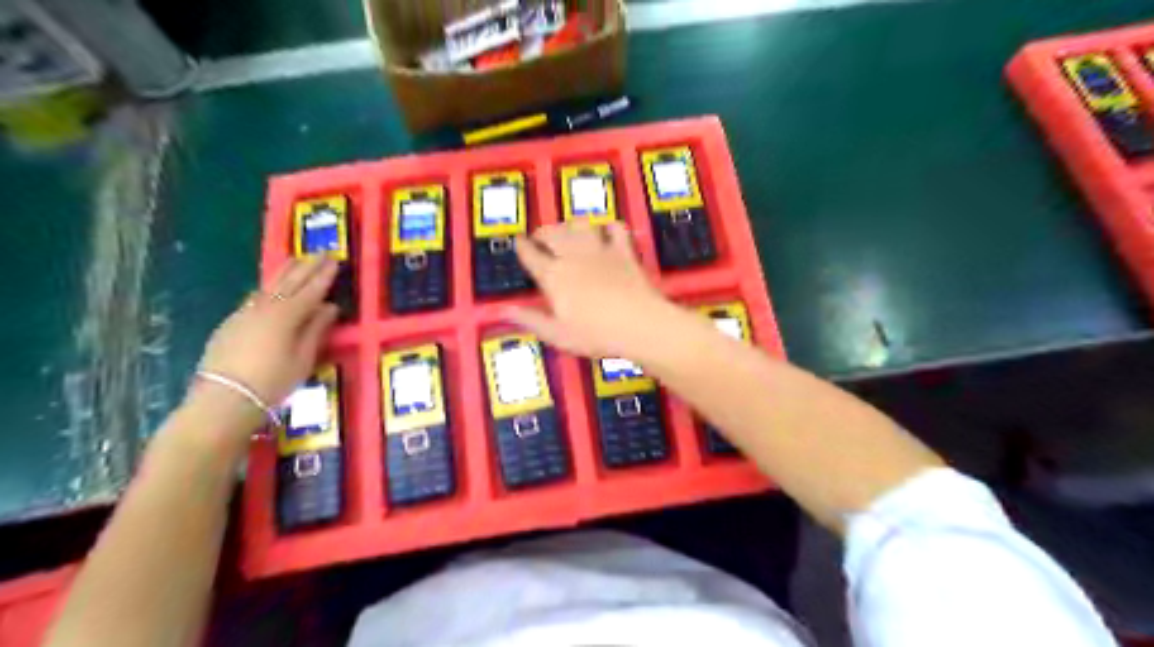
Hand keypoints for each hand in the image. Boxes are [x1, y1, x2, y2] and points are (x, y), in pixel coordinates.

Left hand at [188, 256, 338, 425]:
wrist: (223, 400)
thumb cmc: (272, 382)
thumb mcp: (303, 359)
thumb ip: (316, 330)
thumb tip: (329, 307)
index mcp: (287, 315)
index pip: (311, 290)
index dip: (324, 275)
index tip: (335, 260)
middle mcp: (265, 308)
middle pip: (288, 281)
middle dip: (305, 266)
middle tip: (320, 252)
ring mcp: (244, 313)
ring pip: (268, 286)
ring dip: (284, 271)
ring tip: (296, 259)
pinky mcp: (231, 323)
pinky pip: (254, 297)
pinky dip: (267, 287)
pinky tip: (269, 287)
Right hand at [507, 223, 677, 357]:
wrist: (639, 324)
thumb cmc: (595, 334)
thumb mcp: (557, 334)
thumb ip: (531, 319)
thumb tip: (504, 309)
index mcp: (554, 276)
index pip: (531, 254)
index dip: (522, 246)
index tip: (518, 241)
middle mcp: (573, 256)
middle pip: (553, 233)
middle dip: (543, 232)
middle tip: (540, 237)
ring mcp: (601, 250)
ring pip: (580, 225)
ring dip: (571, 225)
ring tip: (568, 231)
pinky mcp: (625, 251)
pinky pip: (615, 228)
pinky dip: (609, 226)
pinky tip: (607, 230)